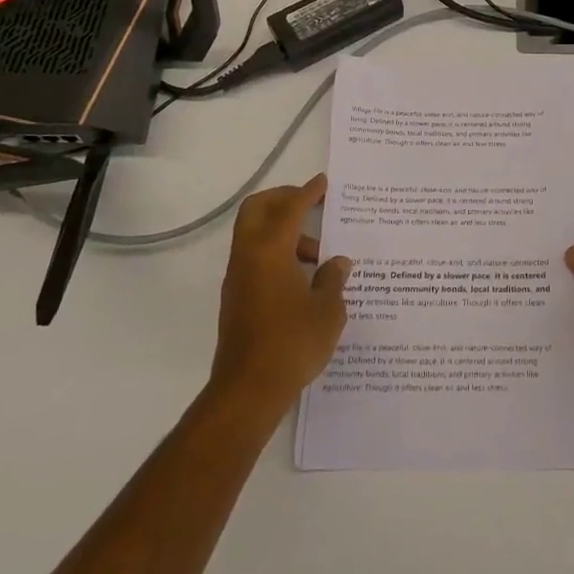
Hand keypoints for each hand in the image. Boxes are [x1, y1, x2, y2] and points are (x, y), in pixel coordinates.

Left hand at [209, 176, 351, 413]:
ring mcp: (238, 279)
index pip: (289, 209)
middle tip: (311, 205)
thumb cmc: (292, 343)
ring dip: (284, 234)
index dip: (307, 192)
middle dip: (283, 200)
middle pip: (257, 210)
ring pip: (256, 236)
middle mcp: (248, 258)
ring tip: (317, 257)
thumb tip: (336, 263)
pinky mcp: (236, 300)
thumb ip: (333, 279)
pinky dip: (277, 255)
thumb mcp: (327, 310)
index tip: (323, 182)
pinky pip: (256, 260)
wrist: (248, 391)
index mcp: (269, 251)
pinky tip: (303, 280)